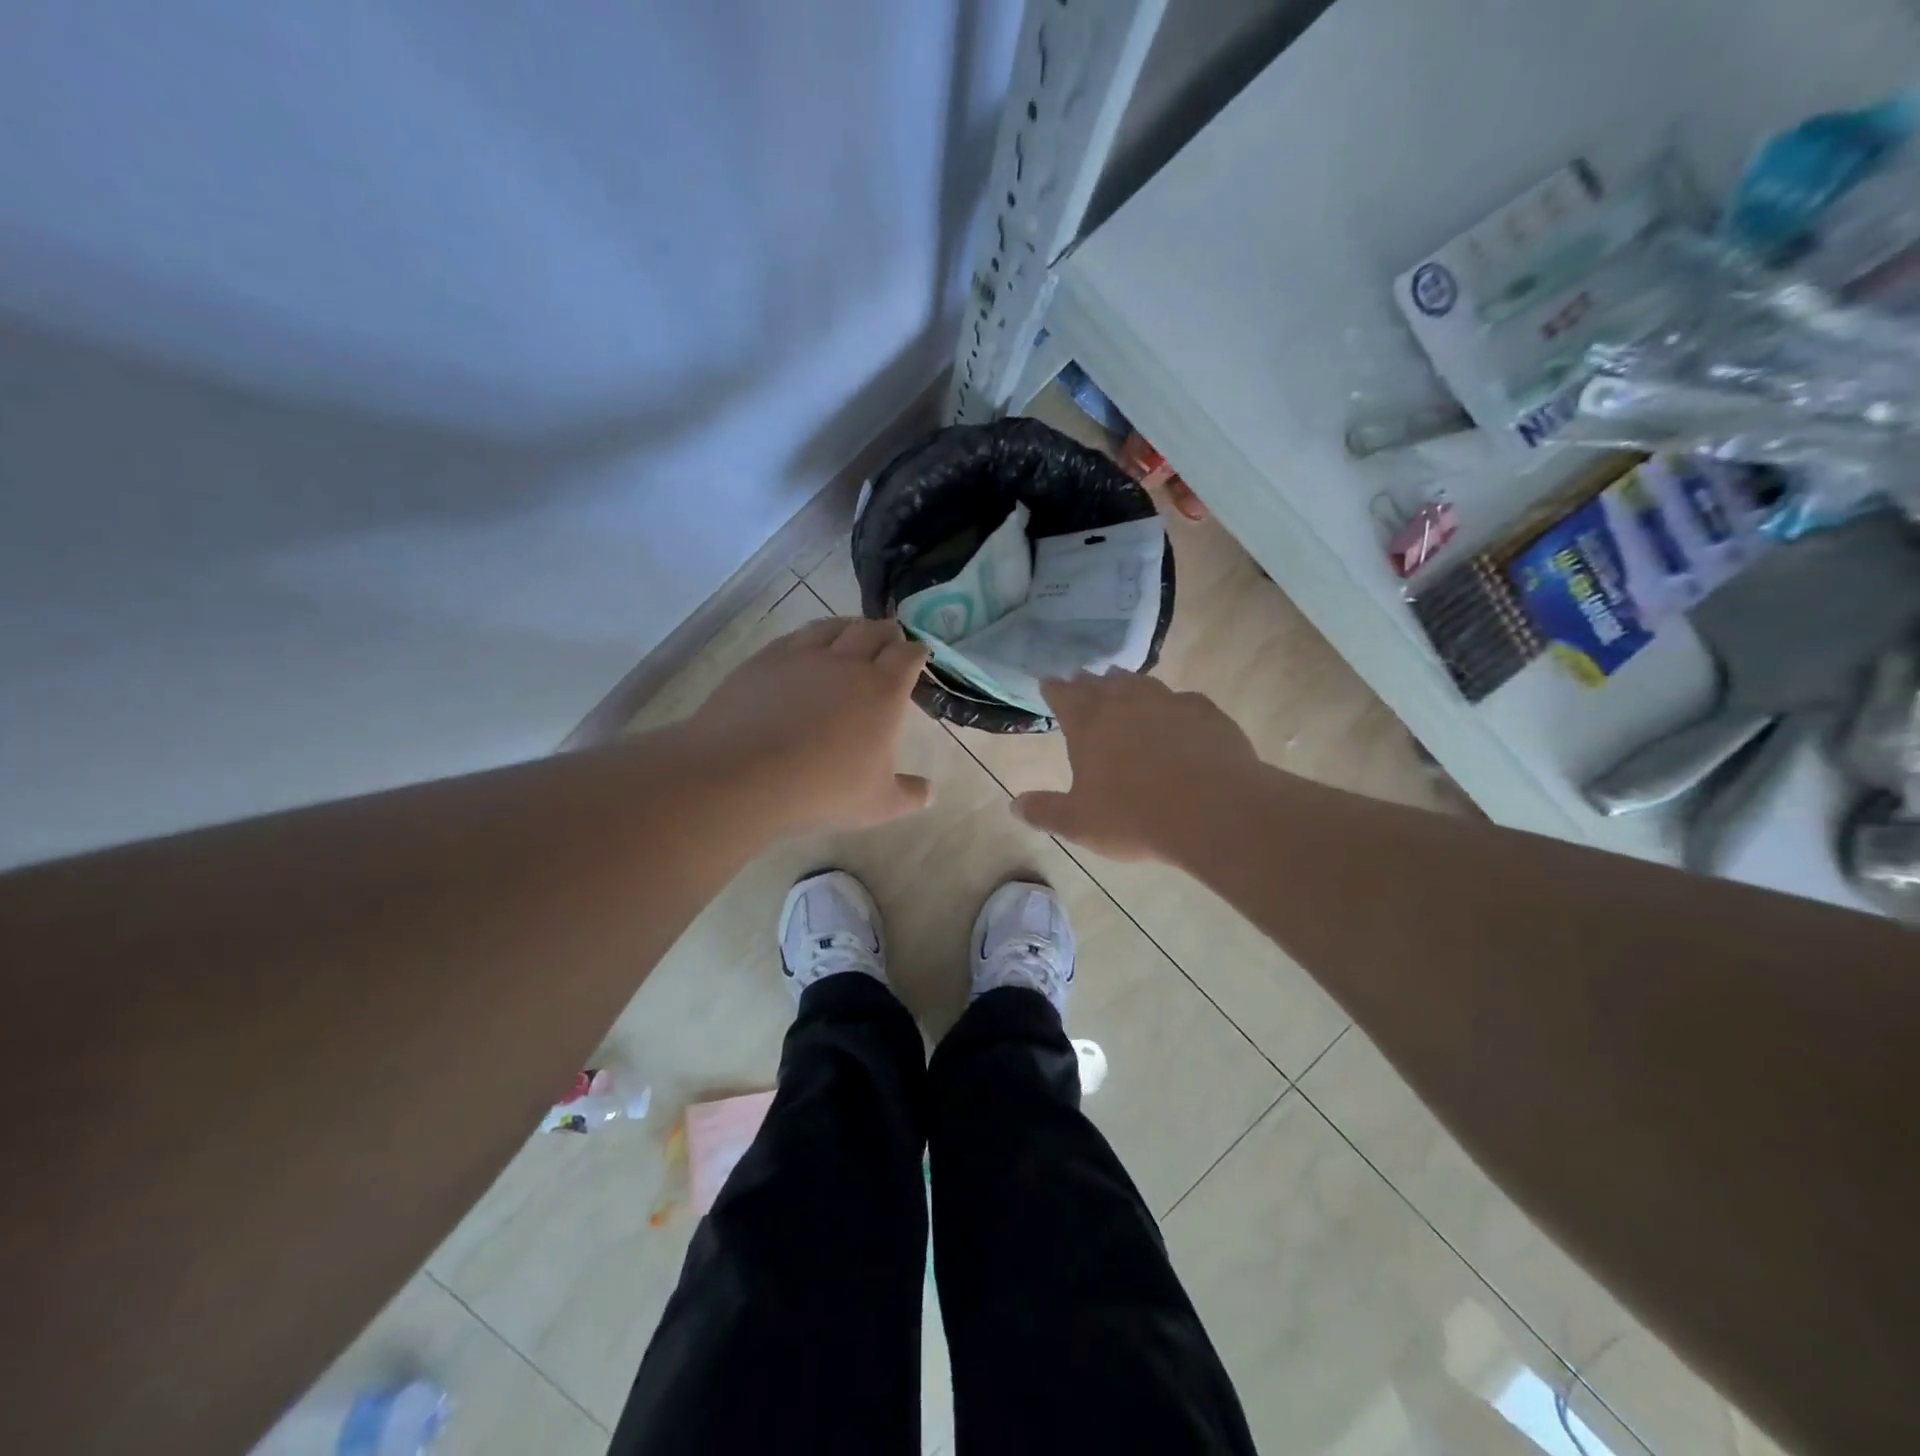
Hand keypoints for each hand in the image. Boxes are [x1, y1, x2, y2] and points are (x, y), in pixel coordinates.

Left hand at [688, 617, 933, 834]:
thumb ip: (909, 795)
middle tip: (890, 640)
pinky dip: (810, 638)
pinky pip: (795, 637)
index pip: (908, 655)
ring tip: (851, 635)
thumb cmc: (822, 789)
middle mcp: (847, 662)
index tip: (918, 655)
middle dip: (887, 632)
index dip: (916, 652)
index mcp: (883, 690)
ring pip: (833, 626)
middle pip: (873, 630)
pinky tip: (805, 650)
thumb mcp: (877, 803)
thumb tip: (930, 792)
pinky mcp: (765, 659)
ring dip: (850, 627)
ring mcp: (803, 656)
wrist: (743, 775)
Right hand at [1014, 672, 1259, 860]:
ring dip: (1127, 682)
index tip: (1048, 683)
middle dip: (1088, 682)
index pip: (1063, 695)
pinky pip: (1182, 699)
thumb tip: (1014, 805)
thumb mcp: (1079, 823)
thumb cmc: (1134, 817)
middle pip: (1100, 683)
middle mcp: (1125, 703)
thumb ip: (1045, 812)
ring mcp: (1168, 702)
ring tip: (1122, 682)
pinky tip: (1177, 711)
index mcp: (1088, 724)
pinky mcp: (1205, 712)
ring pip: (1141, 683)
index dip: (1054, 688)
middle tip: (1082, 679)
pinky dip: (1172, 703)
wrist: (1213, 811)